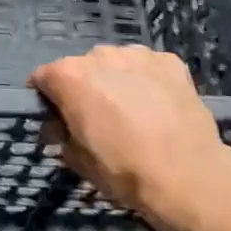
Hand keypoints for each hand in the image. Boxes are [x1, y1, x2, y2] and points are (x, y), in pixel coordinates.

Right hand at [31, 45, 230, 226]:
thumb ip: (62, 136)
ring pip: (117, 63)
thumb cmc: (123, 169)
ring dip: (117, 80)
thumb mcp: (79, 161)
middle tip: (98, 117)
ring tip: (133, 110)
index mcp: (69, 76)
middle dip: (85, 87)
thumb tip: (60, 128)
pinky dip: (148, 81)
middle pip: (82, 67)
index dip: (46, 98)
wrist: (187, 175)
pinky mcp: (169, 61)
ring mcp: (137, 54)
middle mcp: (99, 55)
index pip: (43, 77)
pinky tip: (159, 106)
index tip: (56, 116)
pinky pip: (148, 67)